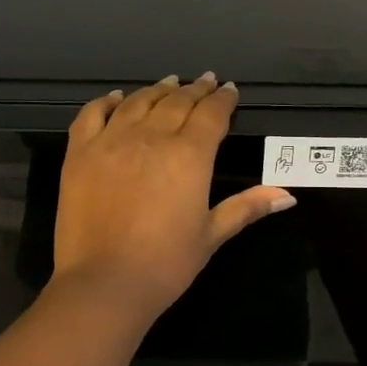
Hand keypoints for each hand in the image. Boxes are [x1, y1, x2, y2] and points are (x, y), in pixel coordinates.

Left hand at [51, 73, 295, 321]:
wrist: (104, 282)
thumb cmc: (166, 264)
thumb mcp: (211, 235)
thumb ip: (246, 207)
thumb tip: (286, 195)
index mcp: (189, 156)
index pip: (211, 115)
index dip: (222, 100)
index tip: (228, 90)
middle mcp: (151, 137)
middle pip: (176, 102)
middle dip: (195, 90)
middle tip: (204, 82)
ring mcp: (112, 141)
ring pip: (138, 102)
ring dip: (157, 90)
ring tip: (169, 83)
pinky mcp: (80, 153)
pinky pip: (92, 114)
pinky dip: (106, 101)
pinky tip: (117, 98)